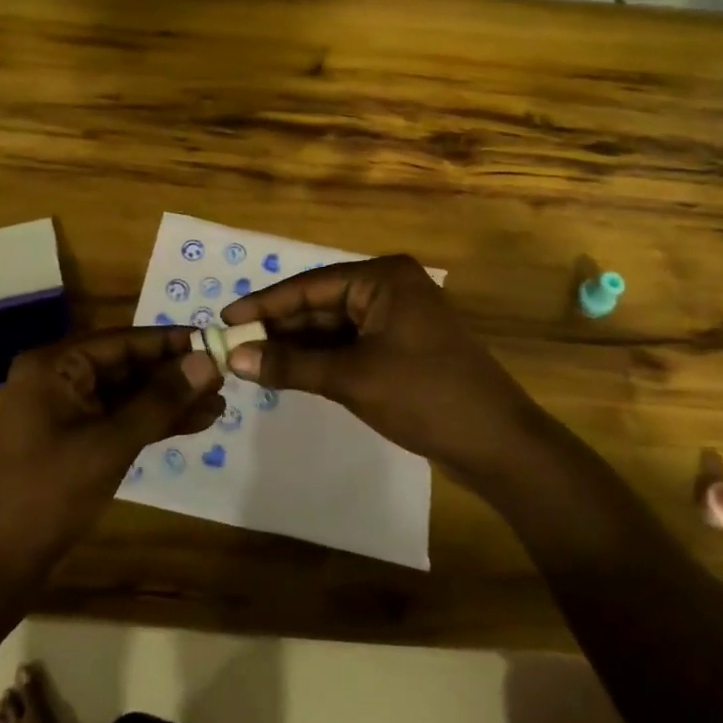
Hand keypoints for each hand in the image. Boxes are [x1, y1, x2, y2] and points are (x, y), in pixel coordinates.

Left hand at [0, 327, 223, 570]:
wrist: (4, 560)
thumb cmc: (51, 492)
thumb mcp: (111, 442)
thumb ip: (161, 400)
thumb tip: (207, 361)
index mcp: (55, 365)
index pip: (122, 340)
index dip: (170, 342)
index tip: (215, 341)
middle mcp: (60, 377)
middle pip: (128, 364)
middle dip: (175, 374)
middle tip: (224, 376)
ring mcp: (69, 408)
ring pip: (129, 393)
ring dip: (171, 400)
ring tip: (220, 403)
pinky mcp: (79, 436)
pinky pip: (122, 417)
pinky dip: (155, 421)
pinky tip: (196, 422)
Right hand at [221, 255, 540, 486]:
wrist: (497, 444)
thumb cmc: (424, 396)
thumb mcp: (351, 378)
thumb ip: (291, 364)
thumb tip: (235, 358)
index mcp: (382, 278)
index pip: (309, 286)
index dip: (264, 304)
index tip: (224, 319)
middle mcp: (389, 288)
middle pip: (320, 304)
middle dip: (279, 327)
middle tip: (233, 346)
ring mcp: (397, 318)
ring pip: (333, 327)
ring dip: (297, 345)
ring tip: (251, 360)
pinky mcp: (401, 347)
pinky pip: (350, 345)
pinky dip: (320, 358)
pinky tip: (288, 371)